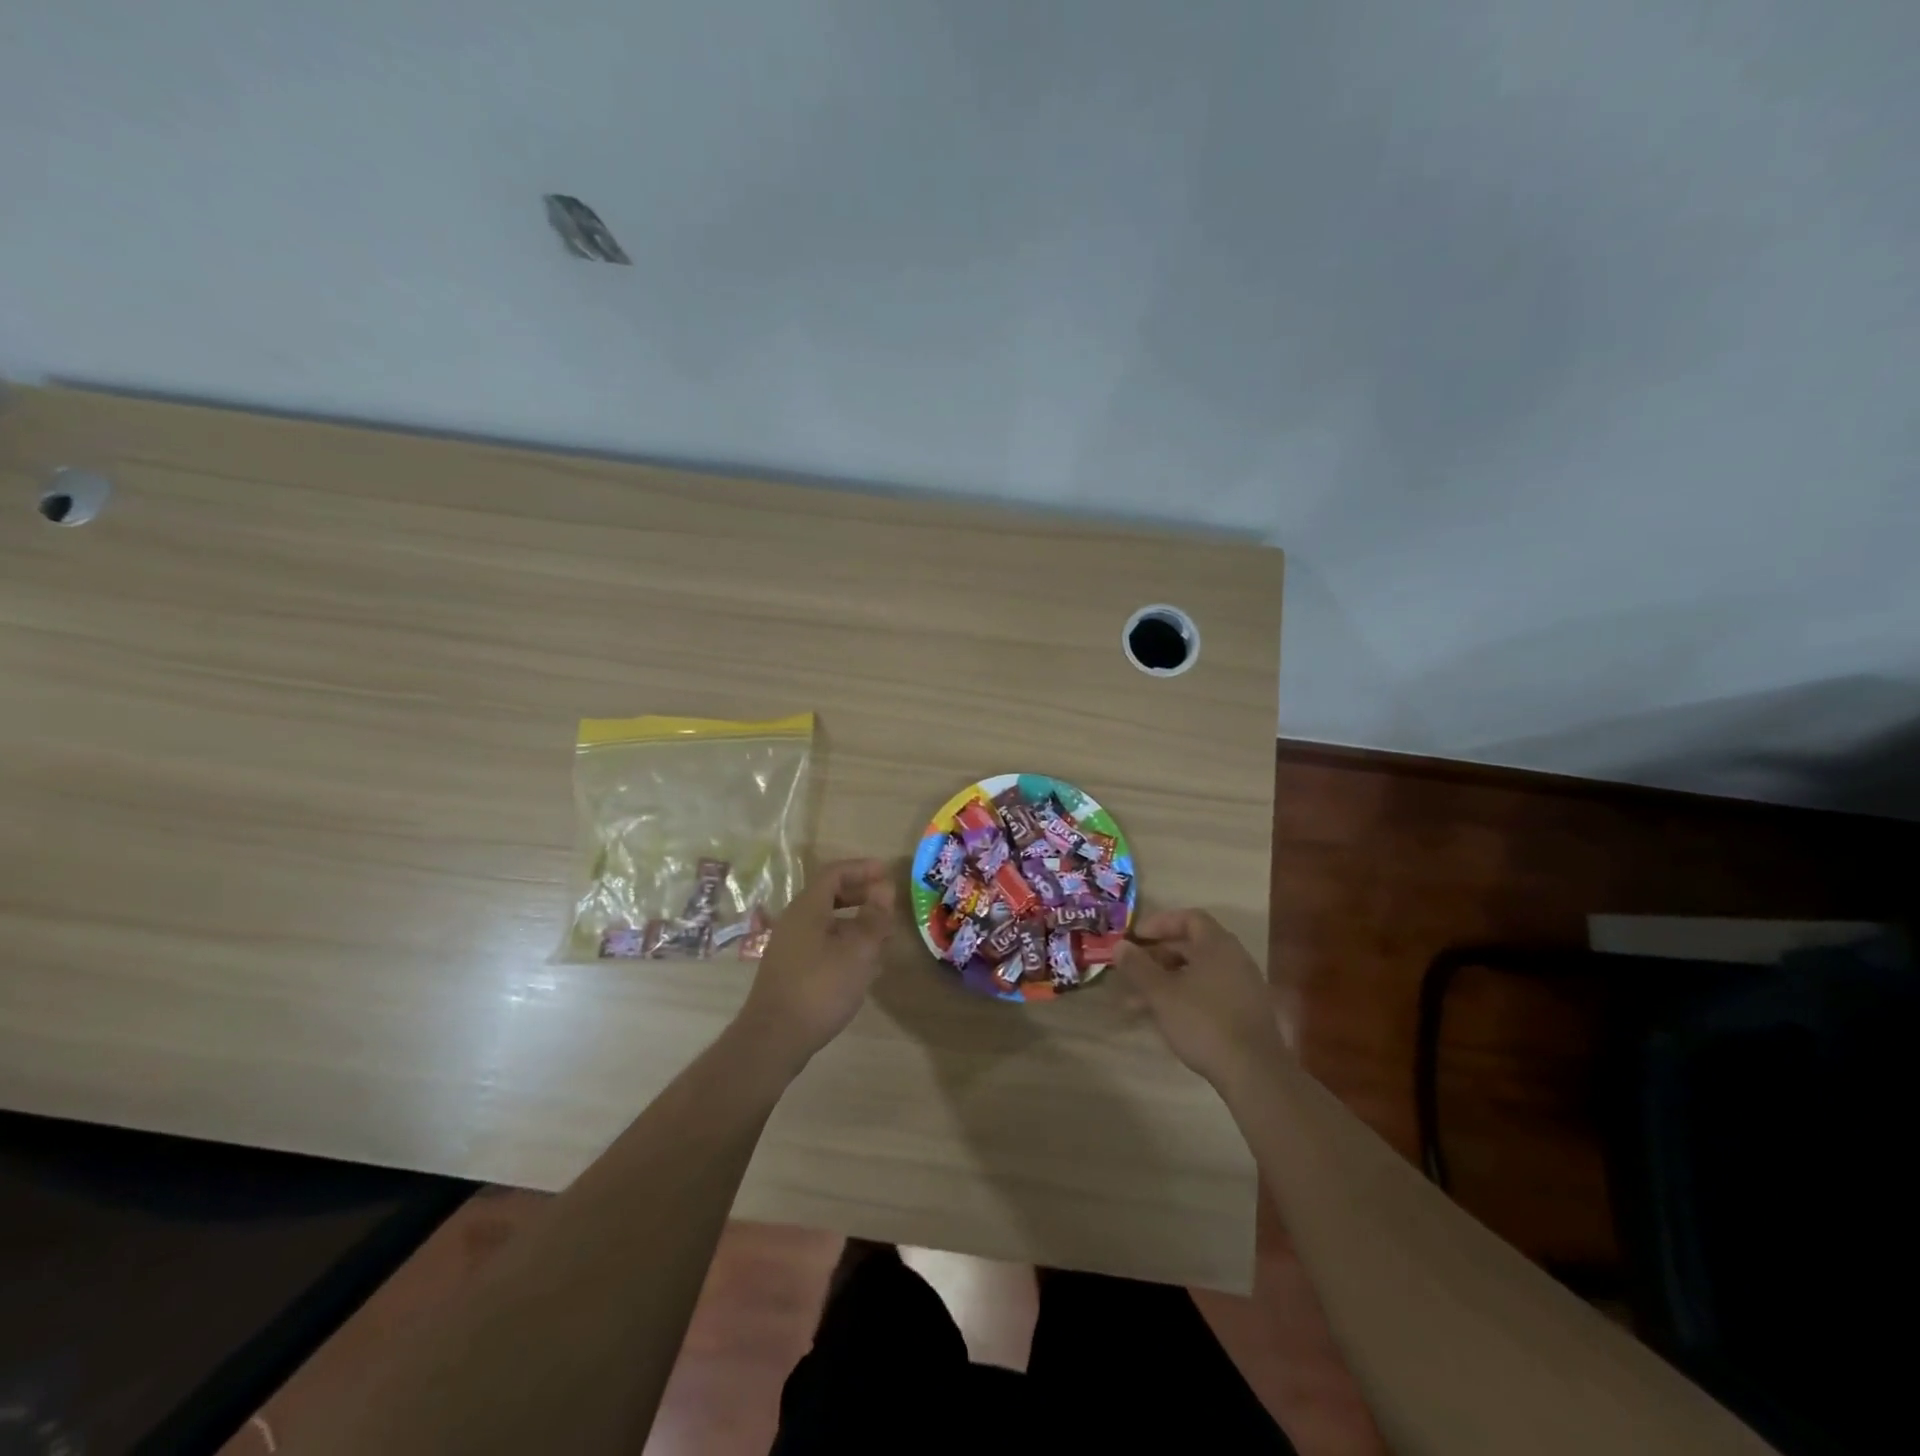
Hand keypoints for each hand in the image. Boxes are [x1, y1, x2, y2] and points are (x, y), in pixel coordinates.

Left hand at [733, 859, 894, 1070]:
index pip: (835, 873)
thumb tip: (884, 890)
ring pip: (828, 922)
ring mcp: (790, 947)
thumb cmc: (820, 987)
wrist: (774, 1039)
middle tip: (888, 902)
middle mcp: (795, 921)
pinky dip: (846, 943)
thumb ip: (874, 918)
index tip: (887, 873)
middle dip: (861, 895)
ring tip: (883, 935)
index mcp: (808, 908)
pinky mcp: (791, 970)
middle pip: (830, 895)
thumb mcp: (858, 951)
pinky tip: (864, 965)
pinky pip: (822, 943)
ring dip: (856, 922)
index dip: (863, 869)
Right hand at [1113, 910, 1284, 1091]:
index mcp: (1217, 945)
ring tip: (1135, 1003)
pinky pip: (1209, 993)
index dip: (1159, 923)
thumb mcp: (1162, 993)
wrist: (1254, 1073)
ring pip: (1197, 973)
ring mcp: (1243, 987)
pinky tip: (1163, 1019)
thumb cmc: (1203, 1022)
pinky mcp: (1245, 1013)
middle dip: (1157, 956)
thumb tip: (1120, 945)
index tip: (1135, 938)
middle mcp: (1234, 959)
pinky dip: (1184, 997)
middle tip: (1132, 969)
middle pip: (1192, 946)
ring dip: (1166, 981)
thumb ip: (1138, 966)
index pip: (1189, 918)